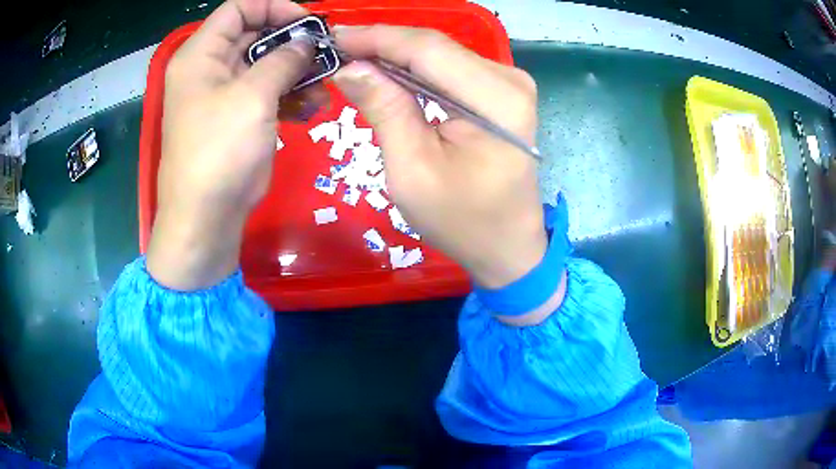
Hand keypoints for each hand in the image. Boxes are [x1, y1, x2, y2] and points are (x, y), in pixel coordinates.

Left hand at [147, 0, 313, 289]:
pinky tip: (313, 108)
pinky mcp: (237, 118)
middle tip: (325, 52)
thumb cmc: (219, 152)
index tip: (308, 22)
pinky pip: (267, 93)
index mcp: (200, 55)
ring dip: (296, 72)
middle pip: (254, 35)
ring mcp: (223, 94)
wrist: (206, 219)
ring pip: (265, 65)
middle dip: (291, 42)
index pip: (238, 9)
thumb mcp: (252, 97)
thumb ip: (284, 59)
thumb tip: (308, 42)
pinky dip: (290, 96)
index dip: (273, 7)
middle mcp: (209, 69)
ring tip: (324, 85)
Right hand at [333, 26, 548, 293]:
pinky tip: (385, 73)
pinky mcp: (500, 92)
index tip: (334, 37)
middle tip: (336, 49)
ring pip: (439, 54)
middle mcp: (510, 80)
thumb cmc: (462, 221)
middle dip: (382, 45)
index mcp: (497, 99)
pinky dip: (414, 70)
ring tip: (352, 59)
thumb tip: (351, 67)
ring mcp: (508, 84)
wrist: (507, 245)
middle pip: (435, 47)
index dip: (376, 38)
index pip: (427, 49)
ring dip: (395, 56)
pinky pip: (449, 69)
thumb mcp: (413, 171)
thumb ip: (385, 111)